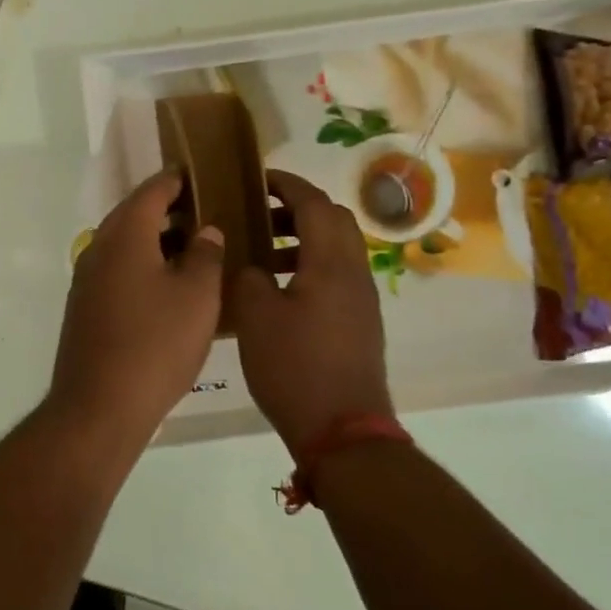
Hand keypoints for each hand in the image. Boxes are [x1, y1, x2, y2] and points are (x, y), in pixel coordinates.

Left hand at [50, 167, 225, 446]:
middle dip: (169, 210)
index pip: (152, 191)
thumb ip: (205, 255)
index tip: (203, 175)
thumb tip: (205, 231)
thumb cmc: (156, 344)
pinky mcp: (85, 309)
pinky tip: (169, 287)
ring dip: (156, 240)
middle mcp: (98, 249)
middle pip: (134, 215)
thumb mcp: (197, 296)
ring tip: (195, 250)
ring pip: (124, 245)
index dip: (178, 180)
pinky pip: (117, 271)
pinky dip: (143, 266)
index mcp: (125, 236)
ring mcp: (86, 281)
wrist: (100, 406)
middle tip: (206, 213)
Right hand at [234, 168, 392, 451]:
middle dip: (297, 209)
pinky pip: (336, 277)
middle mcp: (354, 273)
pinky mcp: (359, 324)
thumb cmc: (295, 366)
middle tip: (259, 215)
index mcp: (331, 262)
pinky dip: (309, 267)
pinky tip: (278, 292)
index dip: (286, 185)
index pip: (314, 203)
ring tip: (262, 254)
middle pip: (334, 221)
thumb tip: (251, 266)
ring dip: (303, 241)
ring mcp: (361, 300)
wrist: (342, 430)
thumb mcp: (257, 317)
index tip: (258, 178)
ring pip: (336, 251)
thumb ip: (249, 277)